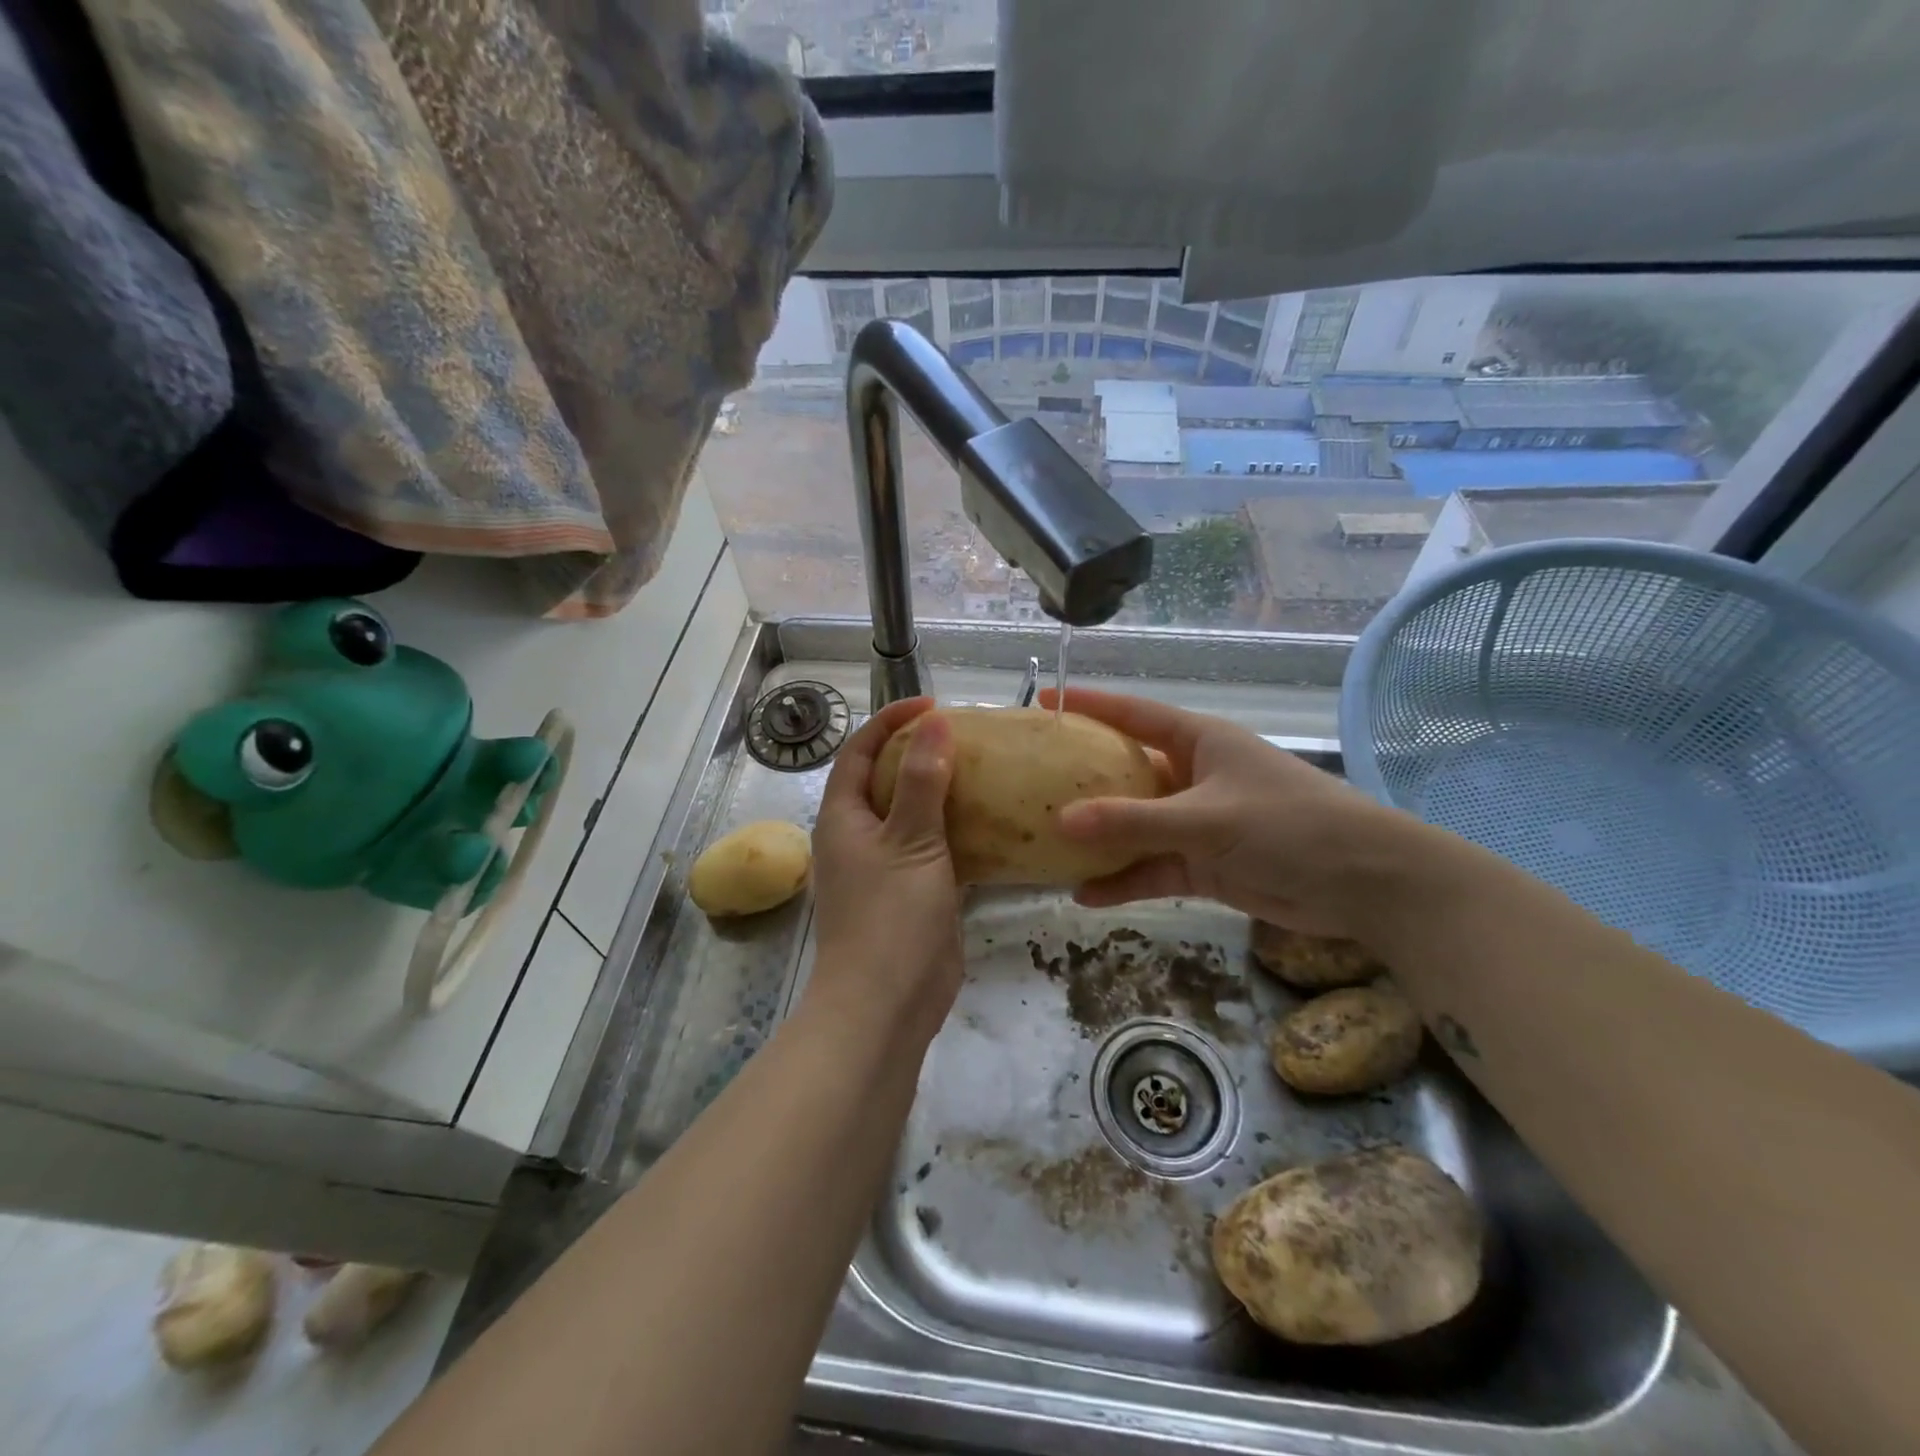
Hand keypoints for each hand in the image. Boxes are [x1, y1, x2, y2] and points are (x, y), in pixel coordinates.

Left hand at [805, 698, 963, 1038]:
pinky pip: (935, 849)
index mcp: (843, 816)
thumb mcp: (910, 841)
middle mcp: (859, 835)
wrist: (886, 1005)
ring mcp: (886, 867)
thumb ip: (923, 781)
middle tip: (969, 736)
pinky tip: (994, 824)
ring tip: (987, 771)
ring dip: (944, 792)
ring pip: (914, 815)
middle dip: (922, 752)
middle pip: (887, 778)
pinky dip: (959, 832)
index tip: (936, 705)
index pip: (862, 750)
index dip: (892, 721)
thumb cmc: (890, 916)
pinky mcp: (913, 893)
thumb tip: (933, 722)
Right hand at [1044, 687, 1409, 941]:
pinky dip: (1124, 881)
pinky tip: (1086, 895)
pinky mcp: (1204, 865)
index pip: (1133, 714)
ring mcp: (1197, 823)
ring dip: (1099, 840)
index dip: (1088, 706)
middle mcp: (1192, 776)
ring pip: (1135, 826)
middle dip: (1083, 780)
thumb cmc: (1290, 824)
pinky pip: (1152, 868)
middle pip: (1126, 772)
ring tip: (1049, 848)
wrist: (1364, 884)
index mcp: (1198, 742)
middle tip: (1032, 783)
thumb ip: (1135, 821)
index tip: (1044, 701)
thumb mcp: (1207, 817)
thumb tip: (1062, 820)